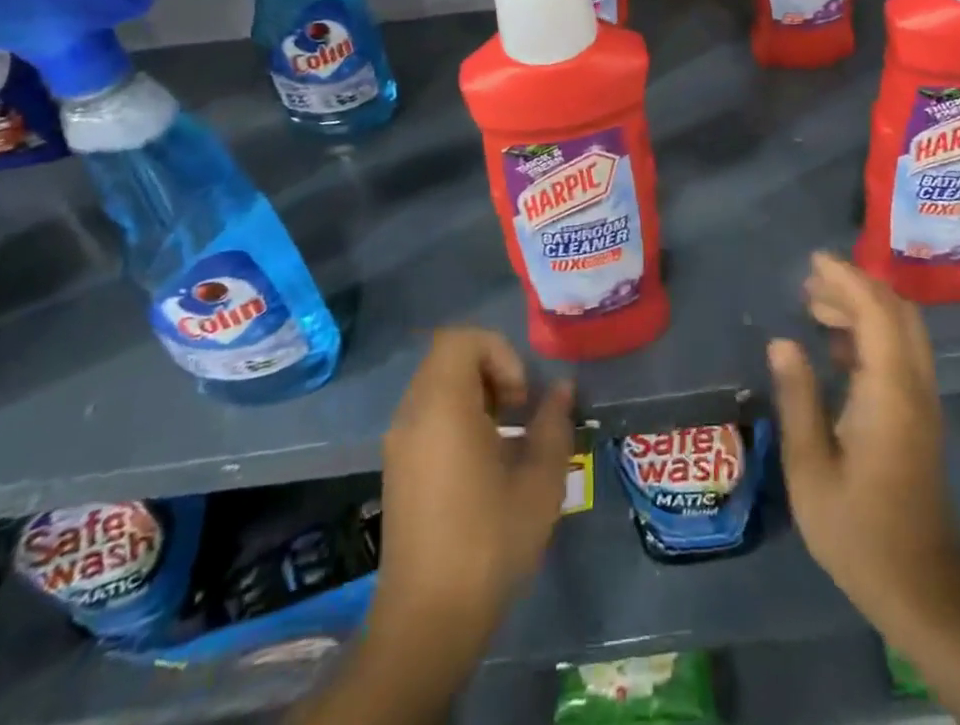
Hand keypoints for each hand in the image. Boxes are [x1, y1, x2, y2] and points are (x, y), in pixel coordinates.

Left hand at [372, 328, 575, 647]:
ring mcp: (399, 441)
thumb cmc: (487, 542)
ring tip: (507, 438)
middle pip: (449, 357)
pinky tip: (483, 463)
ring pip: (438, 385)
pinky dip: (457, 418)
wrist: (425, 621)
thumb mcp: (539, 483)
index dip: (499, 352)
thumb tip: (562, 388)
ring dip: (476, 395)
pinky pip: (428, 414)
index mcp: (442, 406)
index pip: (462, 339)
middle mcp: (413, 414)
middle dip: (492, 371)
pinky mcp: (397, 467)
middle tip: (519, 413)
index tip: (520, 398)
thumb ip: (554, 425)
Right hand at [767, 254, 959, 643]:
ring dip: (864, 307)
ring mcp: (923, 401)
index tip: (813, 261)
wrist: (923, 589)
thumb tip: (782, 342)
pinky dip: (871, 331)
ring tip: (815, 307)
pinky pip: (901, 351)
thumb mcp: (811, 468)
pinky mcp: (920, 416)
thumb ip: (798, 398)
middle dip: (855, 286)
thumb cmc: (858, 532)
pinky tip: (836, 346)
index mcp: (889, 392)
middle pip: (897, 312)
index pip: (876, 312)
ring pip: (902, 330)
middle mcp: (914, 386)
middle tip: (808, 284)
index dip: (846, 279)